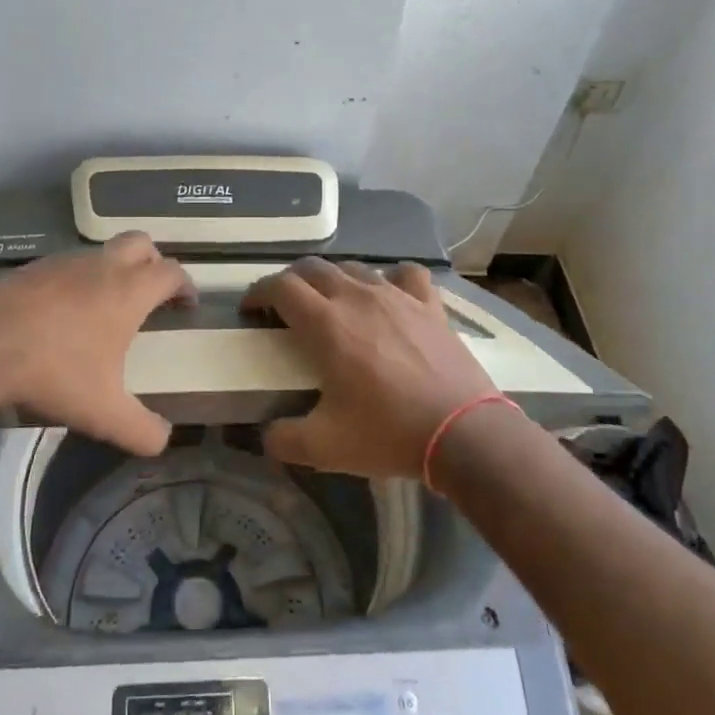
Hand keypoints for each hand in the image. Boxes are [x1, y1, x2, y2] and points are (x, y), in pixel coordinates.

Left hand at [0, 232, 194, 454]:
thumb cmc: (54, 372)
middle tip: (152, 294)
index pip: (171, 272)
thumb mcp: (104, 413)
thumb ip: (142, 430)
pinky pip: (68, 265)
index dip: (185, 285)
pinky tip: (64, 314)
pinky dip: (78, 281)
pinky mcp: (32, 268)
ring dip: (113, 270)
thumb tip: (163, 440)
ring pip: (101, 252)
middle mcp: (101, 266)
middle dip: (153, 263)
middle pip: (141, 244)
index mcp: (128, 291)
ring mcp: (64, 262)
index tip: (187, 304)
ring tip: (106, 308)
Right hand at [241, 258, 498, 478]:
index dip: (258, 292)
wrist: (463, 433)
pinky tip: (389, 294)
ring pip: (353, 267)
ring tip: (331, 302)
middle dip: (290, 281)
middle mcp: (356, 298)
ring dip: (333, 279)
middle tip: (285, 308)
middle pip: (312, 268)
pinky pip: (406, 274)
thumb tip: (265, 434)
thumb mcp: (324, 448)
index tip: (250, 309)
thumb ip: (282, 439)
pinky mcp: (429, 305)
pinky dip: (391, 278)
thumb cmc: (388, 433)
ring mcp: (396, 296)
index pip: (280, 286)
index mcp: (325, 324)